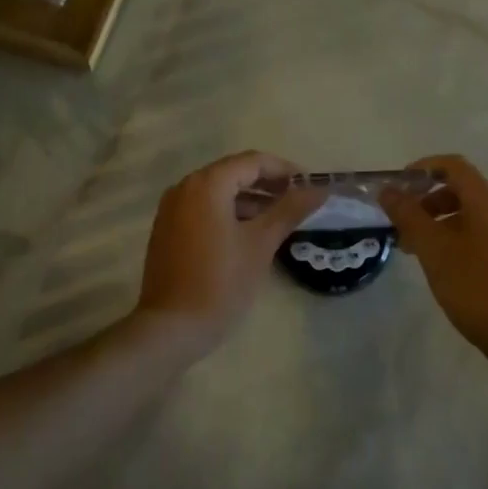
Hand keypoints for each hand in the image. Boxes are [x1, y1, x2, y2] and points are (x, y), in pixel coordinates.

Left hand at [134, 151, 323, 349]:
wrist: (172, 327)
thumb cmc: (221, 281)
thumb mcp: (261, 243)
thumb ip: (290, 210)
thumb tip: (319, 189)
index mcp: (207, 184)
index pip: (252, 161)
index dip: (284, 170)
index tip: (310, 185)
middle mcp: (185, 187)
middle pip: (233, 173)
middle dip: (268, 184)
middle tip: (299, 201)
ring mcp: (171, 209)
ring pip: (218, 192)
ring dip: (250, 200)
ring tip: (281, 218)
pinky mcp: (167, 229)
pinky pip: (203, 209)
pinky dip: (229, 212)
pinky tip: (250, 232)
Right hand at [380, 155, 487, 369]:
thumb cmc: (477, 287)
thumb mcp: (433, 249)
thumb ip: (408, 215)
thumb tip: (388, 190)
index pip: (452, 165)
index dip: (422, 169)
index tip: (398, 188)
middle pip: (463, 190)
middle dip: (428, 203)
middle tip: (404, 228)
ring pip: (475, 216)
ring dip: (443, 225)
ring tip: (421, 253)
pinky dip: (462, 240)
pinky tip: (450, 270)